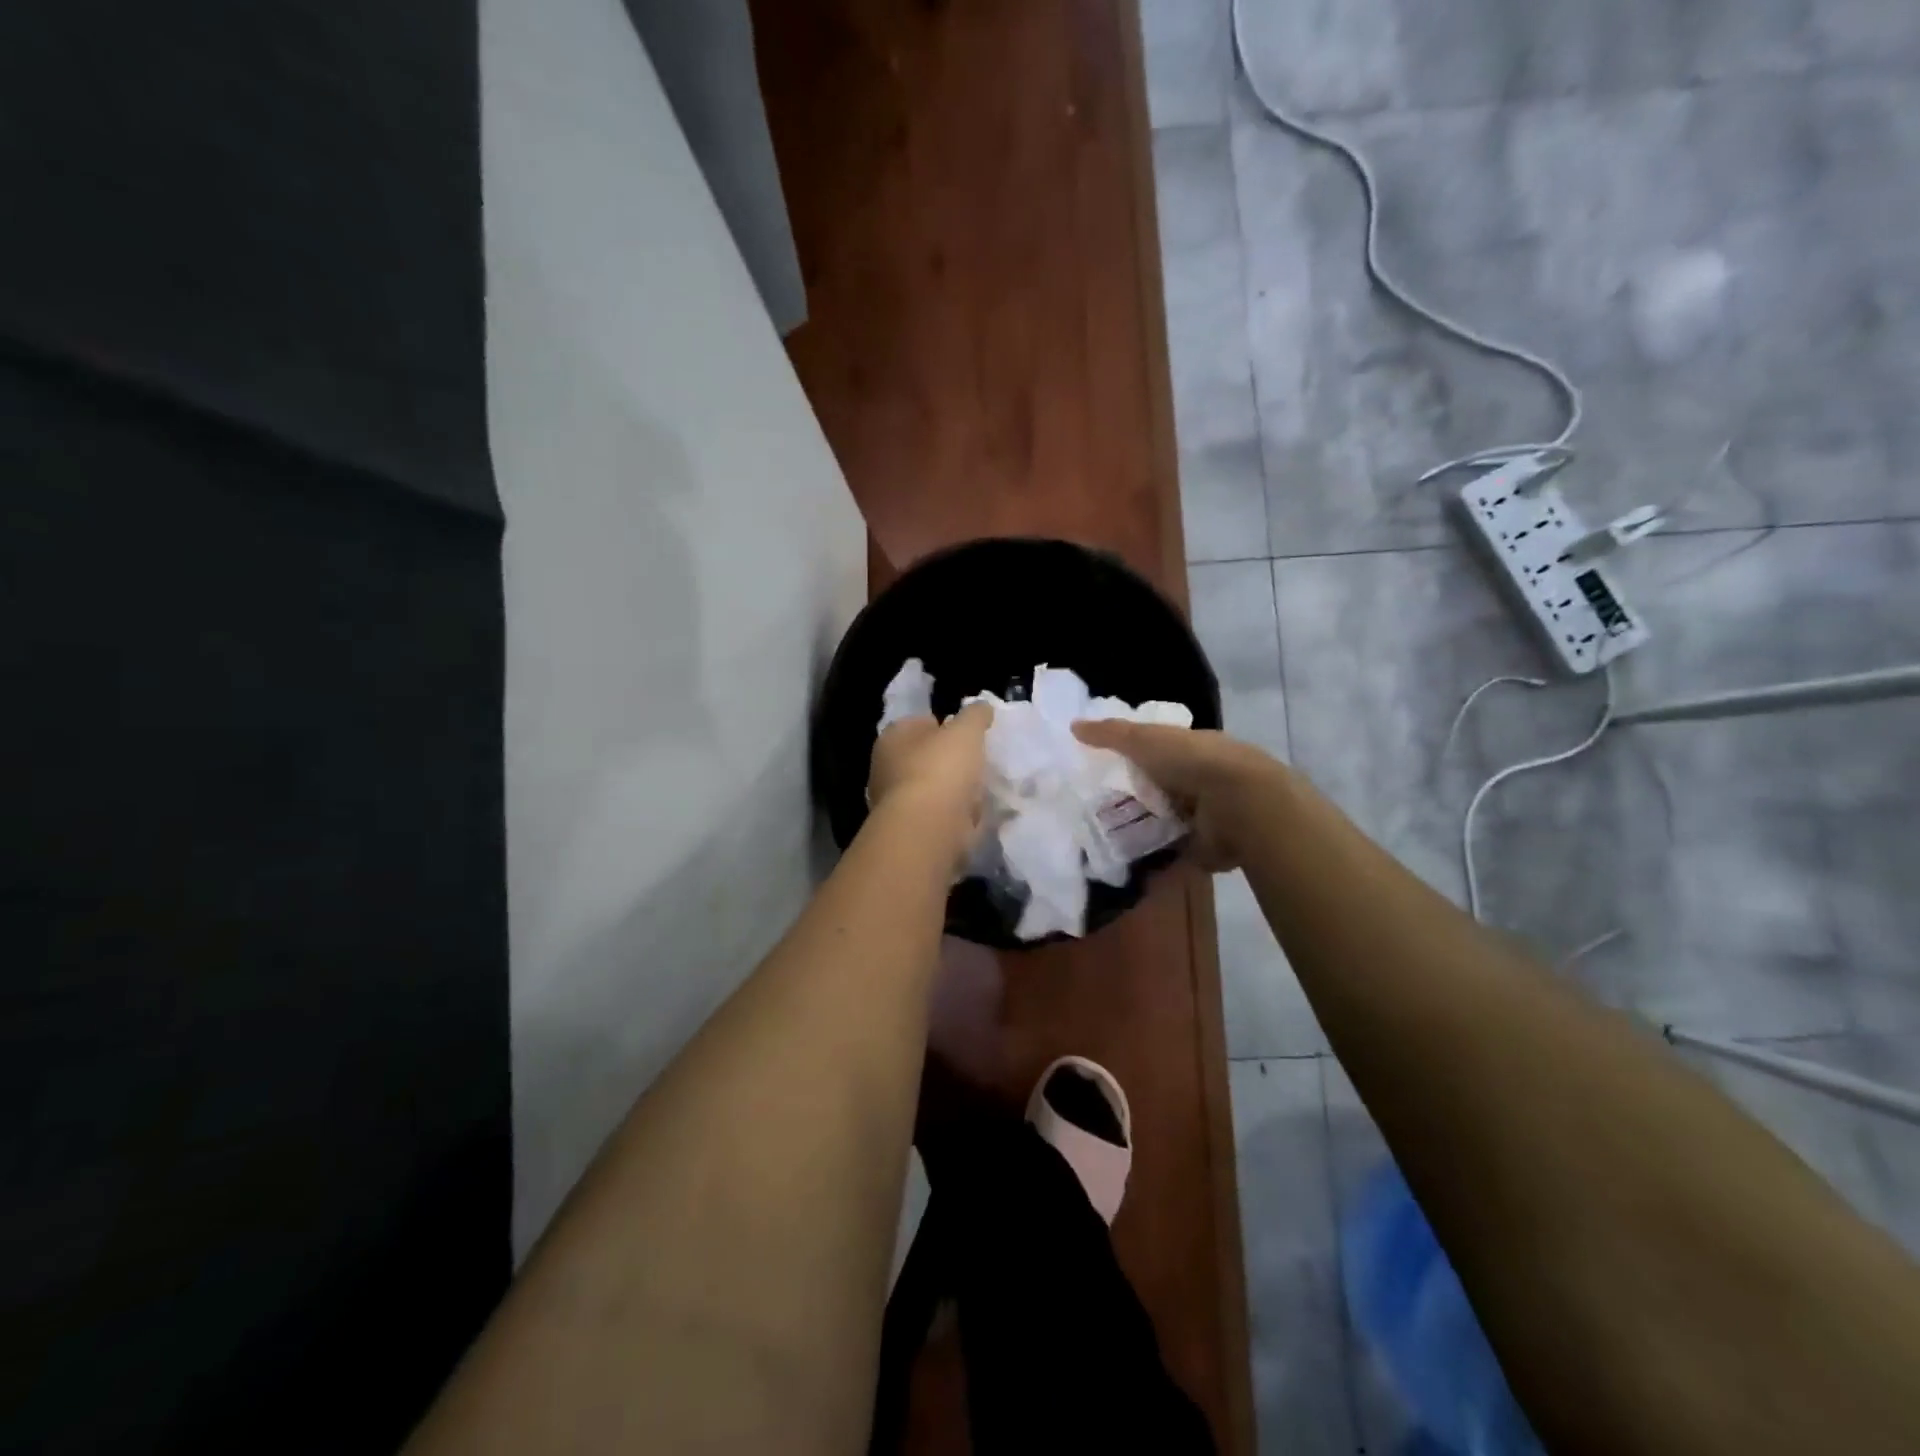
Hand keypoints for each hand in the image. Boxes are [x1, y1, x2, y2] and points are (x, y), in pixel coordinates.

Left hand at [868, 704, 991, 863]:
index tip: (969, 736)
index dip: (945, 726)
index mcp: (892, 738)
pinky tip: (974, 817)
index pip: (919, 723)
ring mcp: (895, 803)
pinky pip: (938, 817)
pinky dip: (955, 817)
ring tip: (981, 792)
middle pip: (925, 758)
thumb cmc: (941, 769)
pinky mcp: (909, 831)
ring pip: (932, 790)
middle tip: (978, 763)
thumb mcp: (966, 730)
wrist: (927, 830)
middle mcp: (885, 768)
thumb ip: (975, 715)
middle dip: (950, 761)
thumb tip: (982, 707)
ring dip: (954, 792)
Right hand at [1071, 720, 1284, 871]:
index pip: (1158, 751)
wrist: (1238, 804)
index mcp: (1190, 749)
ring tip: (1101, 836)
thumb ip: (1110, 734)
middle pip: (1159, 787)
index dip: (1133, 758)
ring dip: (1142, 826)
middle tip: (1093, 808)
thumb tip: (1073, 726)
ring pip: (1164, 819)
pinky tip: (1126, 859)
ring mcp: (1204, 815)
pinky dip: (1154, 855)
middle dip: (1133, 796)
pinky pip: (1172, 850)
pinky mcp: (1204, 846)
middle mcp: (1199, 780)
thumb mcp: (1144, 739)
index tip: (1102, 770)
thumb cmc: (1191, 762)